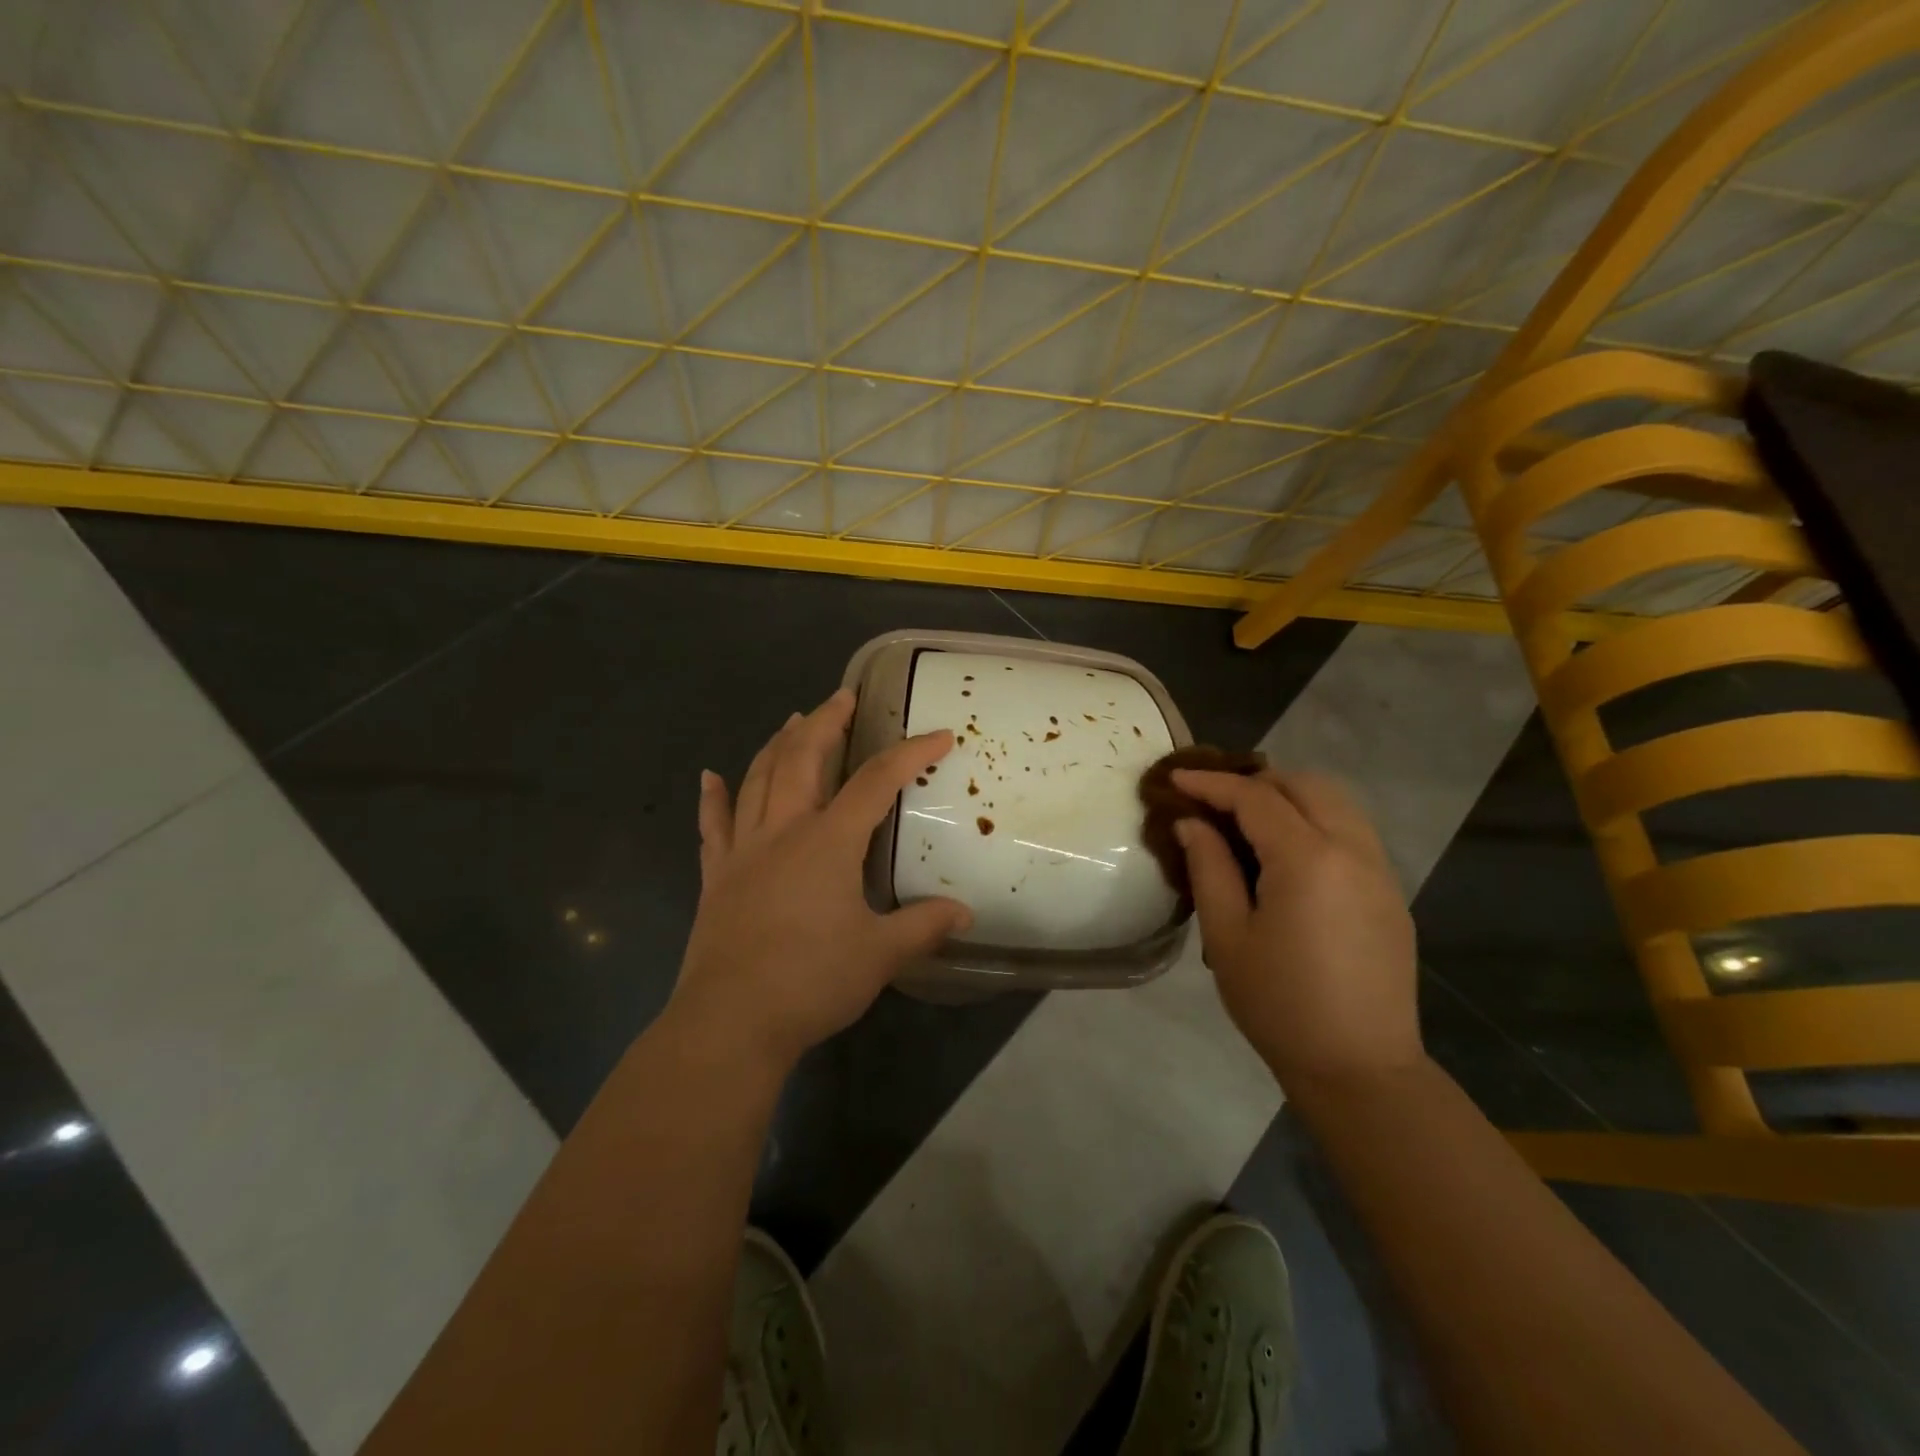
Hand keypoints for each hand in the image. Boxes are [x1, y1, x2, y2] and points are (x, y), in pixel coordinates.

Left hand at [672, 688, 972, 1070]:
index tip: (938, 735)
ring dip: (777, 745)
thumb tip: (965, 914)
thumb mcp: (880, 955)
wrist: (730, 1022)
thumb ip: (923, 926)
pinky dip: (712, 798)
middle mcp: (784, 831)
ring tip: (792, 719)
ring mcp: (743, 850)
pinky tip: (709, 776)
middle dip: (826, 723)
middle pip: (803, 759)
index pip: (876, 781)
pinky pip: (712, 826)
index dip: (910, 753)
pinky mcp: (715, 876)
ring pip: (758, 780)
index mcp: (828, 841)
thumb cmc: (811, 981)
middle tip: (843, 696)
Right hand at [1172, 768, 1420, 1091]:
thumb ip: (1209, 867)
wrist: (1359, 1067)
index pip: (1255, 798)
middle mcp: (1353, 850)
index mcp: (1309, 859)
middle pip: (1305, 785)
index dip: (1211, 783)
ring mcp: (1380, 870)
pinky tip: (1287, 853)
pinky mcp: (1390, 893)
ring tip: (1248, 819)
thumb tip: (1192, 823)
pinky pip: (1352, 831)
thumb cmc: (1279, 1004)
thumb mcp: (1227, 935)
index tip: (1176, 777)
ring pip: (1336, 802)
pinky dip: (1315, 820)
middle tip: (1214, 799)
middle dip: (1255, 780)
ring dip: (1290, 796)